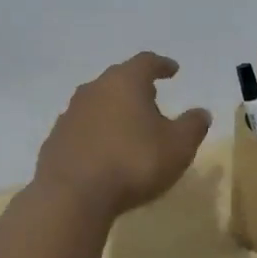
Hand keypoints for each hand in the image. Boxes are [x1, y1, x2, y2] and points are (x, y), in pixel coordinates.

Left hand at [34, 53, 212, 216]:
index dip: (161, 65)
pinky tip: (104, 151)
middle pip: (118, 80)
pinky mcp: (56, 139)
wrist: (71, 195)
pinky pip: (82, 129)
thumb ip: (192, 126)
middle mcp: (94, 90)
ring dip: (114, 111)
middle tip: (152, 99)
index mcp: (124, 82)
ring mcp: (70, 114)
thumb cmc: (133, 162)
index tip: (173, 70)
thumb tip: (201, 113)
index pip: (146, 62)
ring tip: (129, 127)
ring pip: (98, 103)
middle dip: (137, 87)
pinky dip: (96, 134)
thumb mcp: (178, 146)